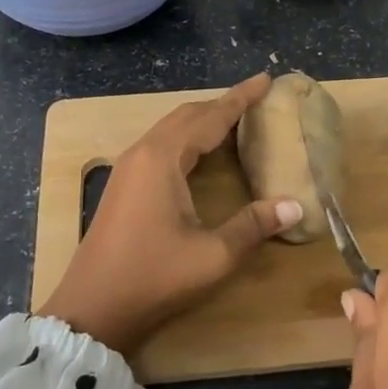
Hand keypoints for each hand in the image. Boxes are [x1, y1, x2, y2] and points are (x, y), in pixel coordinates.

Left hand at [42, 73, 301, 356]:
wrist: (92, 309)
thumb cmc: (153, 277)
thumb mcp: (212, 255)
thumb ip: (253, 226)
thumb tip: (294, 205)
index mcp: (162, 159)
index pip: (209, 117)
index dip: (240, 98)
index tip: (266, 79)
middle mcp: (142, 153)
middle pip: (186, 116)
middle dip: (221, 104)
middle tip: (255, 100)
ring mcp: (128, 168)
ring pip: (170, 129)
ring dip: (202, 120)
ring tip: (234, 120)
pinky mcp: (123, 185)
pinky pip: (160, 145)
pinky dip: (187, 138)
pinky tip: (200, 153)